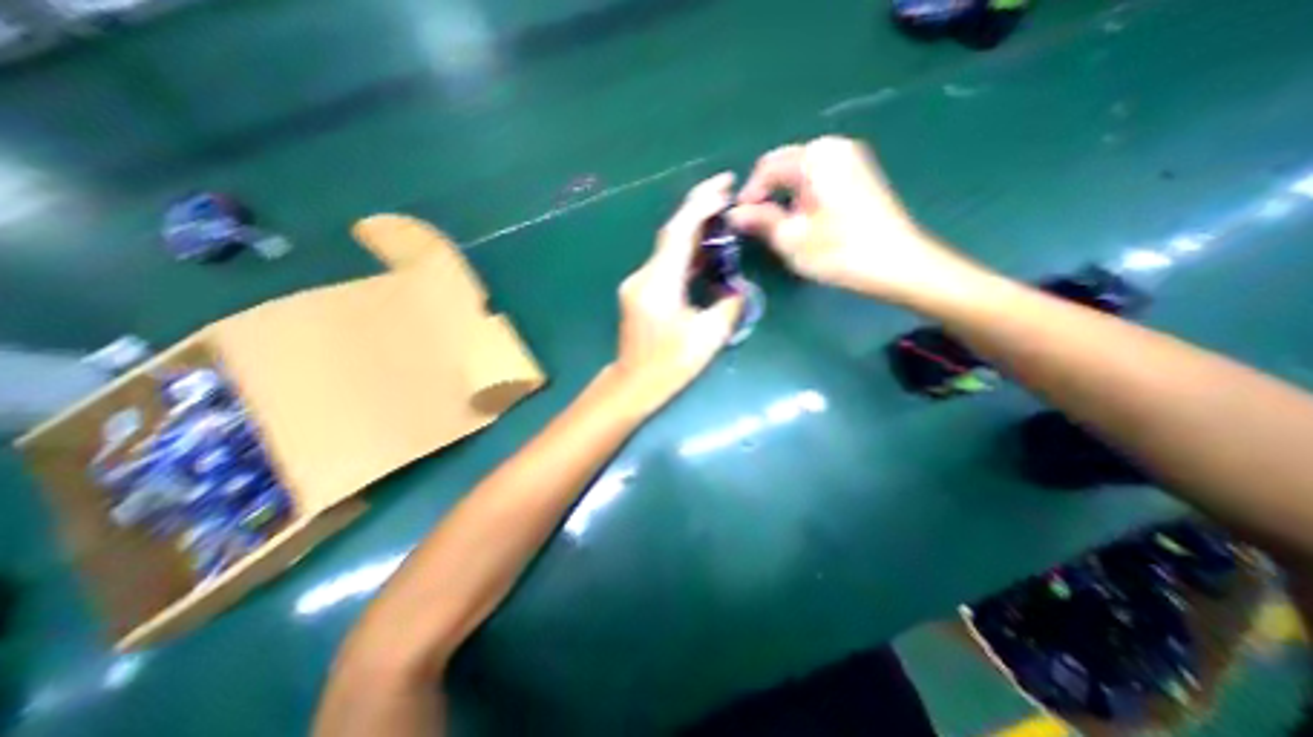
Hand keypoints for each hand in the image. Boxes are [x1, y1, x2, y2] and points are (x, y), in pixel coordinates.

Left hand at [608, 173, 741, 413]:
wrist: (633, 383)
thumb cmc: (669, 366)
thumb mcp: (707, 339)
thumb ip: (727, 307)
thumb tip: (736, 289)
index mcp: (659, 285)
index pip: (678, 233)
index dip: (700, 205)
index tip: (724, 185)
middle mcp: (643, 276)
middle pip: (671, 234)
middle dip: (698, 210)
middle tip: (726, 194)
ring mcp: (637, 283)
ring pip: (667, 247)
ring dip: (692, 231)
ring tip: (720, 218)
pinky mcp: (638, 290)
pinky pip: (664, 263)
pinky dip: (684, 252)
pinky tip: (702, 251)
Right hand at [730, 136, 959, 301]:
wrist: (897, 263)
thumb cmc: (838, 251)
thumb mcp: (790, 238)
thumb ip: (759, 220)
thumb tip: (734, 214)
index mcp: (814, 158)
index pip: (766, 167)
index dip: (749, 194)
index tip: (739, 221)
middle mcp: (833, 147)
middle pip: (784, 164)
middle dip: (766, 192)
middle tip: (756, 223)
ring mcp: (850, 157)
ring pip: (801, 171)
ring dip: (783, 194)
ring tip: (777, 223)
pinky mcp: (860, 173)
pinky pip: (819, 176)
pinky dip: (803, 193)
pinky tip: (803, 217)